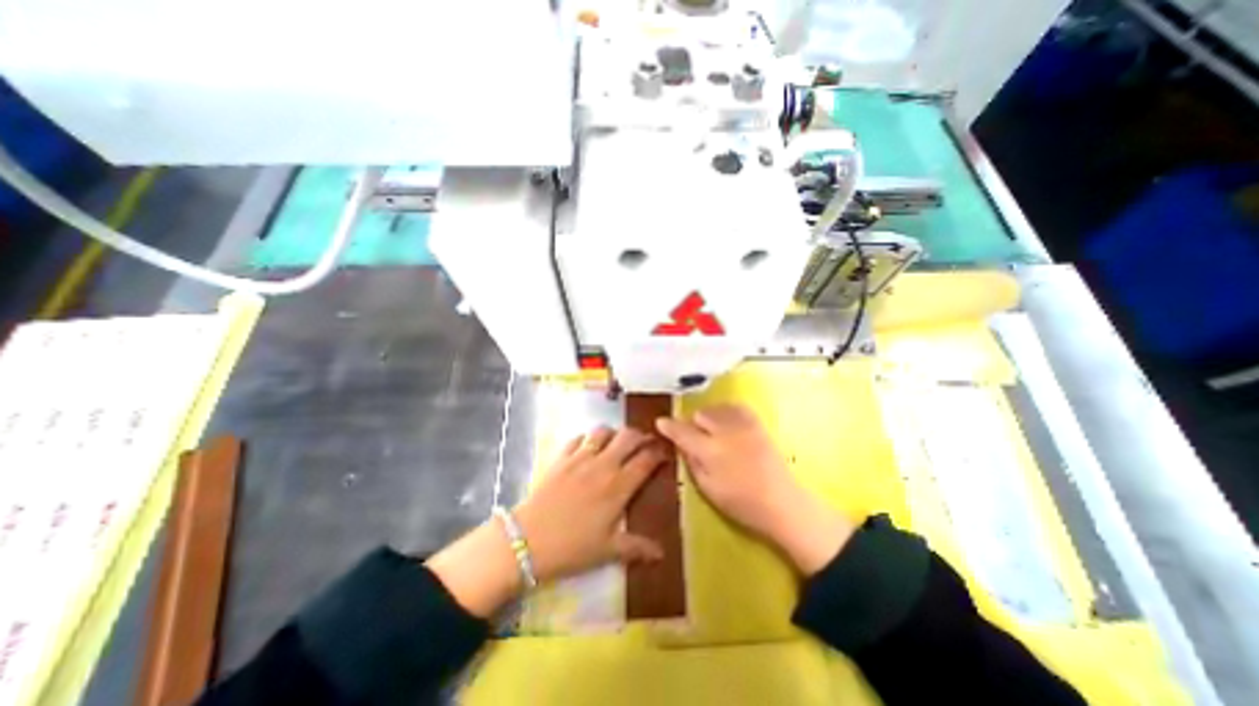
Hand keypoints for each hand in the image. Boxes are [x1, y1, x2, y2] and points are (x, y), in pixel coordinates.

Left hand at [515, 427, 667, 580]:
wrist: (527, 540)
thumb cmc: (572, 547)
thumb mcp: (607, 551)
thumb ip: (636, 547)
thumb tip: (662, 553)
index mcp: (619, 486)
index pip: (646, 460)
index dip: (658, 453)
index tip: (664, 454)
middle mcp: (603, 465)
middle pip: (628, 437)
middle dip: (641, 436)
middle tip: (644, 444)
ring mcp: (580, 458)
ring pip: (603, 431)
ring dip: (614, 433)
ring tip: (616, 443)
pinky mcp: (561, 457)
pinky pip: (578, 438)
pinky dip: (587, 438)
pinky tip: (587, 447)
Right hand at [655, 403, 849, 573]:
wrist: (783, 503)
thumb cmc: (741, 504)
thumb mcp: (707, 489)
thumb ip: (691, 462)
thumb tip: (681, 444)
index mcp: (710, 451)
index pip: (682, 431)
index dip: (669, 426)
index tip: (661, 422)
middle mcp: (724, 432)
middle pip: (699, 415)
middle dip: (693, 424)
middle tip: (696, 439)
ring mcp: (743, 425)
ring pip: (716, 408)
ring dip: (709, 418)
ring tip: (713, 432)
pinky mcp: (758, 423)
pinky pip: (735, 407)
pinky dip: (726, 412)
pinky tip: (728, 424)